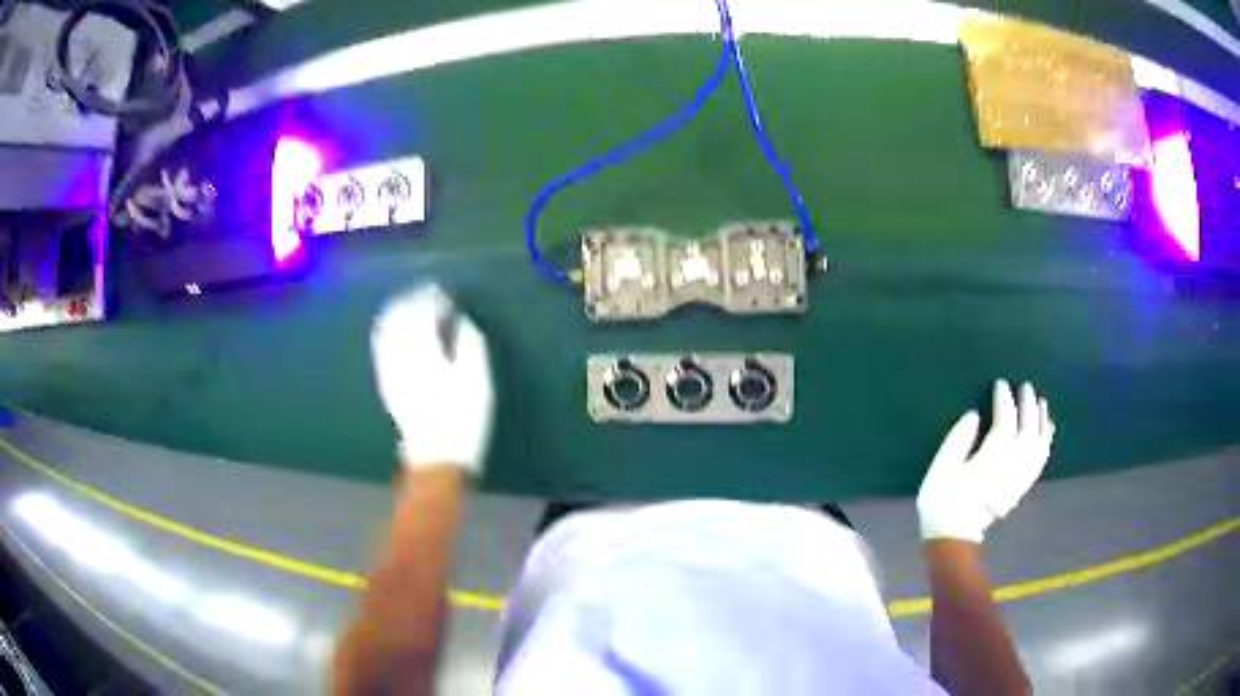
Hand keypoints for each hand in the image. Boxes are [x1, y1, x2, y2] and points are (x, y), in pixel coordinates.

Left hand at [371, 285, 493, 475]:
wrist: (436, 458)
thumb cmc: (463, 419)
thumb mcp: (478, 381)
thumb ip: (469, 344)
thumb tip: (459, 319)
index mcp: (427, 350)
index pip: (424, 312)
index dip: (433, 297)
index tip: (443, 292)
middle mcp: (403, 355)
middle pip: (402, 316)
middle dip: (413, 299)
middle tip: (427, 292)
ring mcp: (391, 369)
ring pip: (388, 329)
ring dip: (397, 311)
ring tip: (408, 302)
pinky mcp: (387, 382)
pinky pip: (381, 347)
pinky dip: (386, 330)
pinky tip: (390, 327)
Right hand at [917, 380, 1054, 542]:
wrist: (954, 536)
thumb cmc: (944, 501)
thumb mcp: (942, 468)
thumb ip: (958, 438)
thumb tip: (974, 415)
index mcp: (992, 456)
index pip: (1005, 419)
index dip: (1005, 399)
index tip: (1001, 384)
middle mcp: (1013, 463)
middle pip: (1027, 427)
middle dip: (1027, 404)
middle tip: (1025, 386)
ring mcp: (1020, 475)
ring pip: (1039, 441)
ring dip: (1041, 419)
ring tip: (1040, 403)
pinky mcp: (1022, 485)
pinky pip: (1041, 459)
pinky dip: (1046, 441)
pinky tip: (1047, 430)